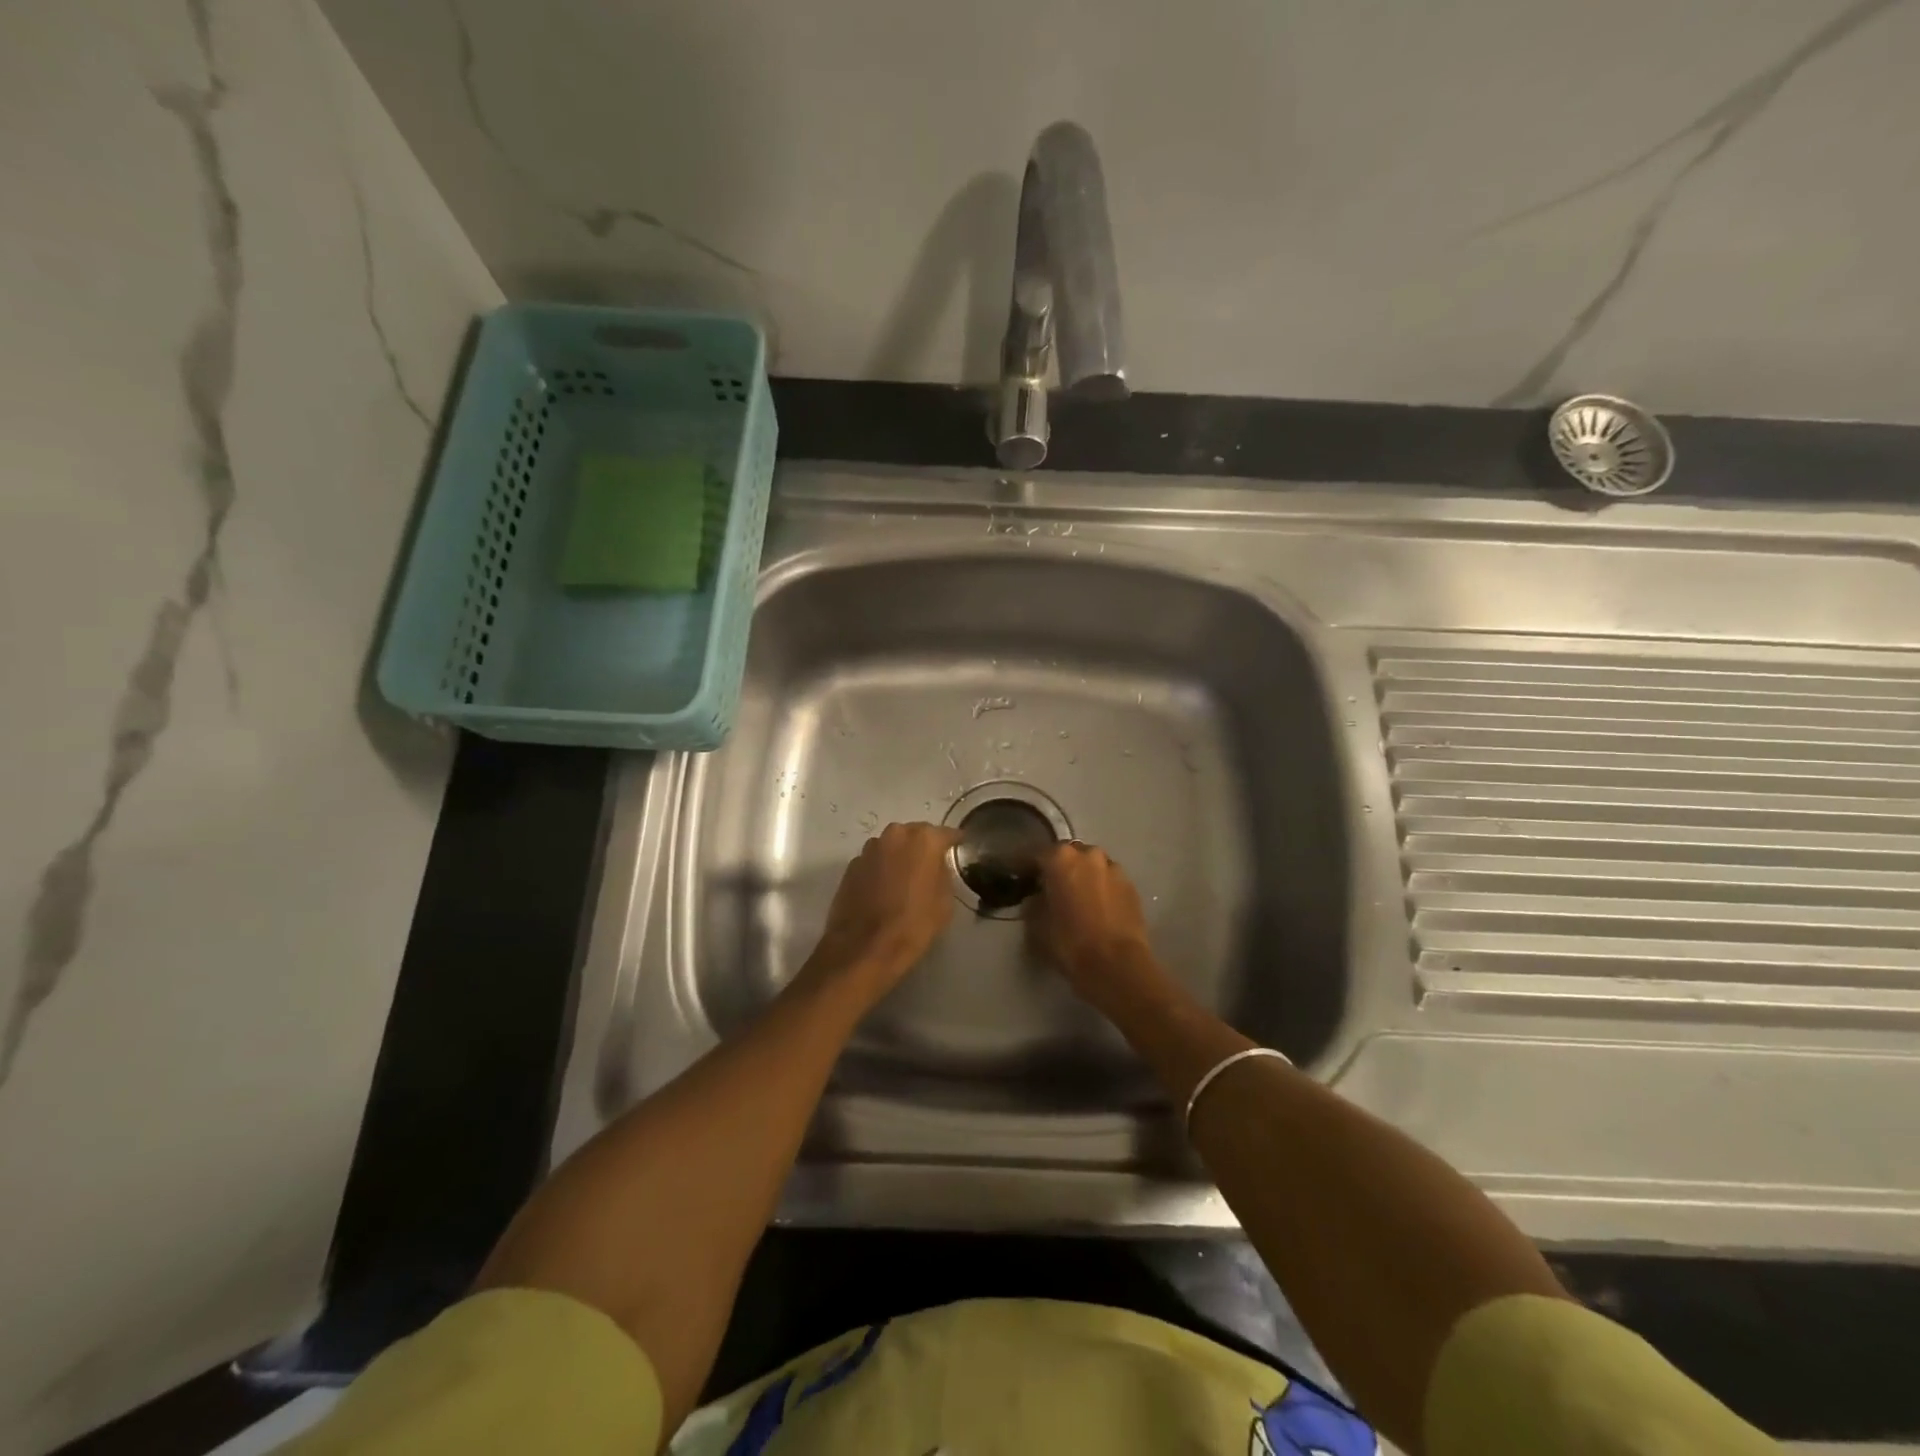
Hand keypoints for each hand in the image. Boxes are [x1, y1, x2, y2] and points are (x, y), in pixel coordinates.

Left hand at [805, 822, 961, 998]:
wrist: (864, 947)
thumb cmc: (913, 924)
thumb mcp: (944, 902)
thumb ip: (943, 874)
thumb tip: (936, 867)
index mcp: (924, 840)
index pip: (946, 834)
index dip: (954, 842)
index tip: (959, 847)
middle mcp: (896, 835)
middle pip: (915, 835)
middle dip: (923, 847)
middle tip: (930, 866)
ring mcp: (870, 849)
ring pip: (892, 846)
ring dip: (900, 856)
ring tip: (905, 879)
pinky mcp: (851, 865)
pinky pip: (874, 861)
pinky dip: (881, 869)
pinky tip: (884, 889)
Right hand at [1028, 840, 1156, 1005]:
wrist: (1117, 965)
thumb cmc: (1069, 942)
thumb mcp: (1036, 925)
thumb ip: (1032, 904)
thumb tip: (1035, 899)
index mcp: (1060, 858)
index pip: (1035, 855)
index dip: (1023, 867)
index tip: (1016, 876)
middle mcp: (1089, 854)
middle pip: (1067, 856)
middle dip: (1057, 868)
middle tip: (1048, 887)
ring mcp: (1114, 869)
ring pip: (1091, 867)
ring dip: (1082, 877)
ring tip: (1076, 898)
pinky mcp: (1132, 887)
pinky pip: (1108, 882)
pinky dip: (1100, 889)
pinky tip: (1096, 908)